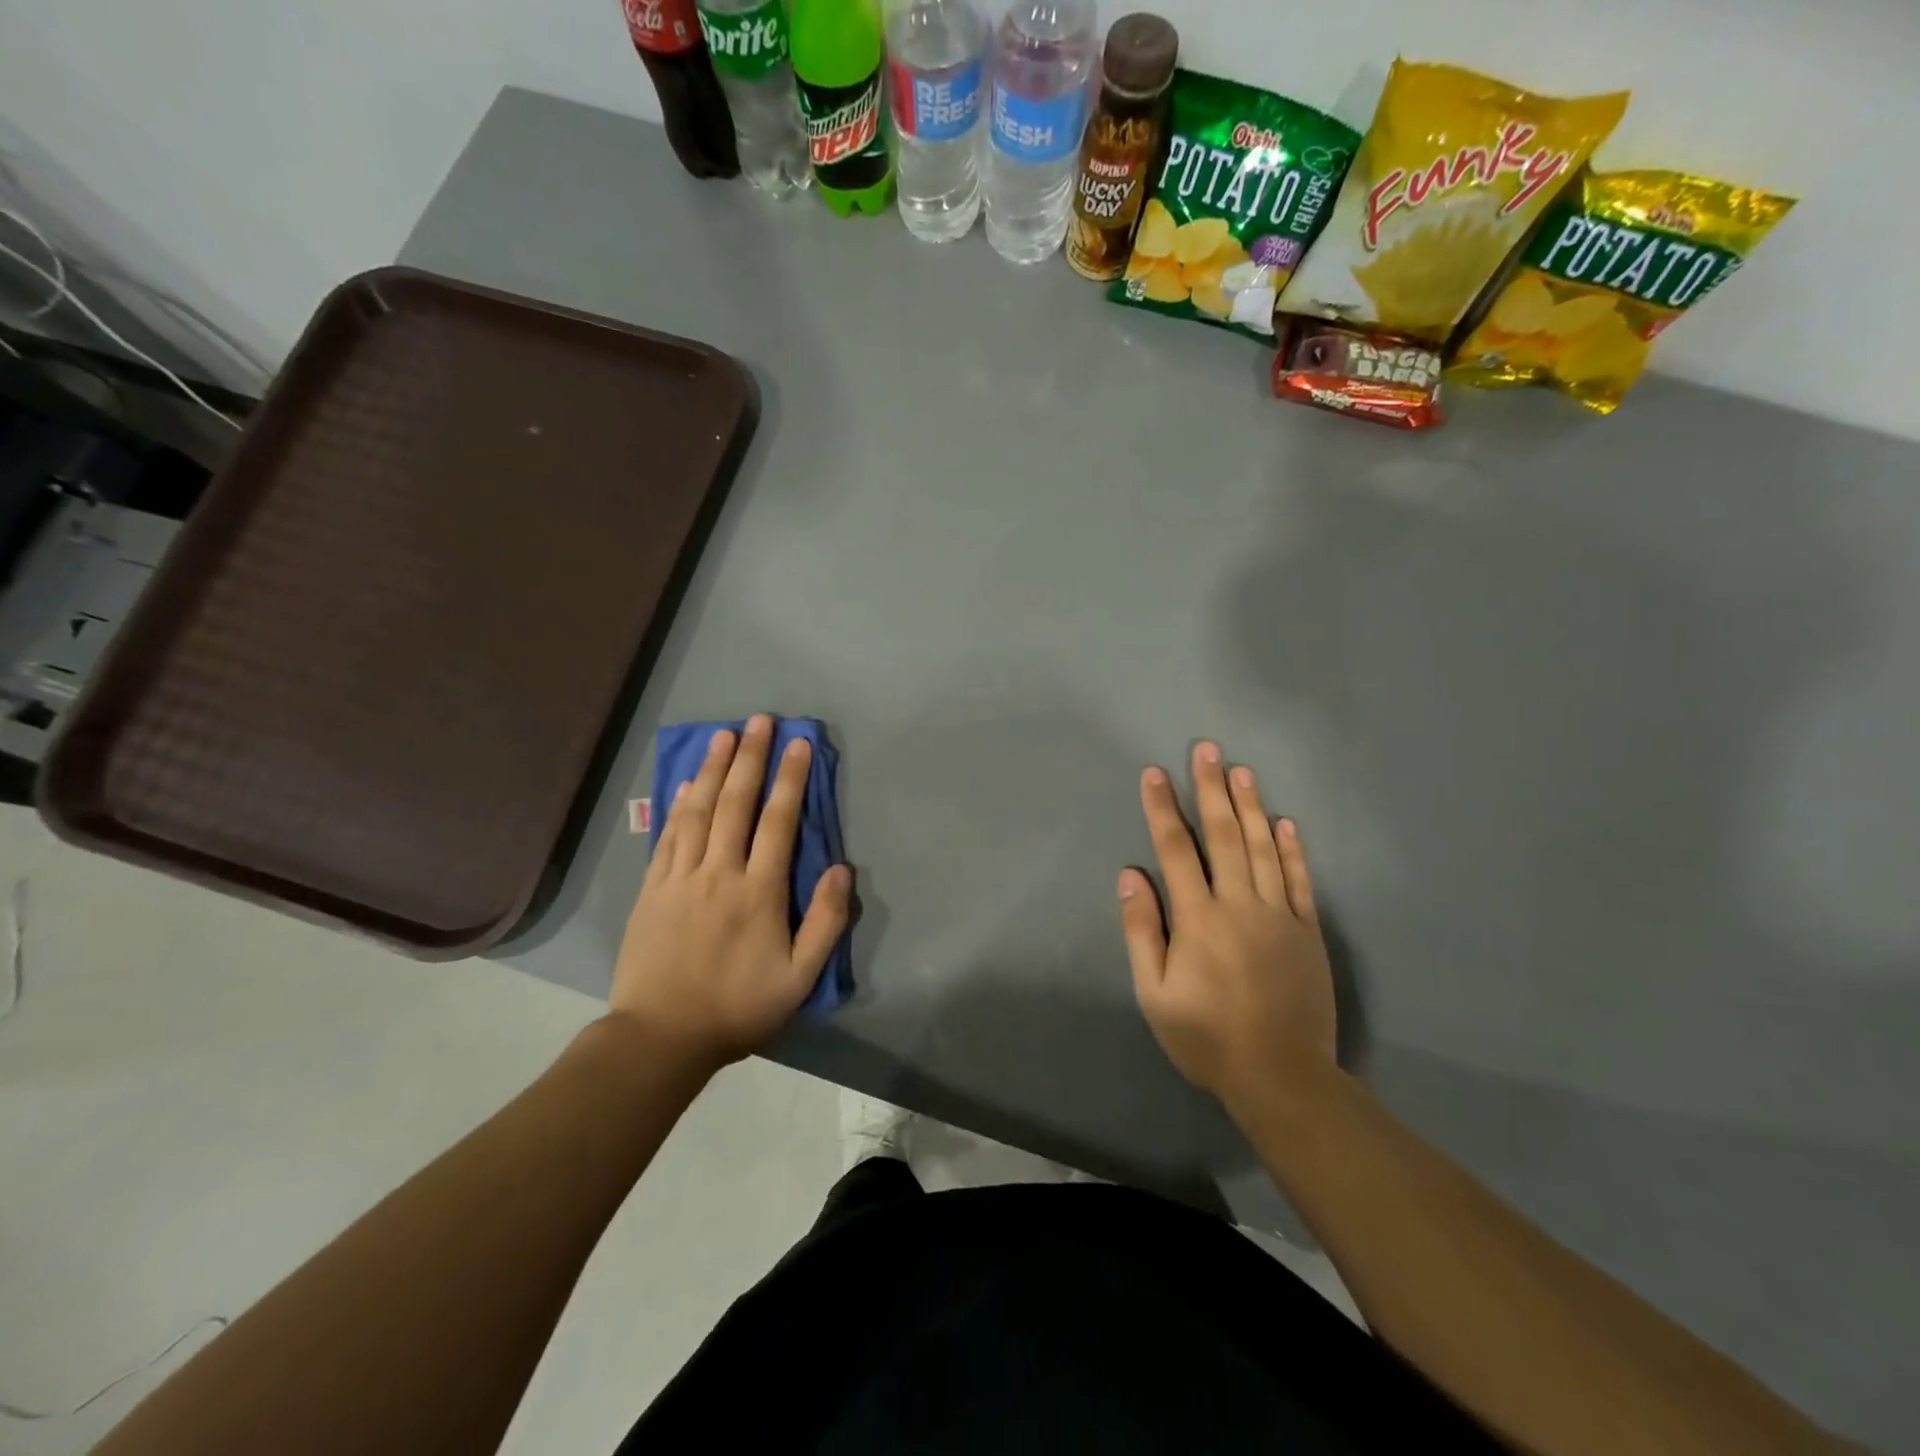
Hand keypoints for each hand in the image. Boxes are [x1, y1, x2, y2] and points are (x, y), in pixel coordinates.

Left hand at [610, 714, 851, 1070]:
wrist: (661, 1037)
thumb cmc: (738, 1008)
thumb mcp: (799, 978)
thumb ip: (825, 922)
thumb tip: (841, 870)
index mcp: (758, 891)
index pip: (779, 821)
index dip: (790, 779)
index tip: (799, 744)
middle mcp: (719, 872)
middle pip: (736, 803)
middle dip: (750, 757)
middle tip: (759, 720)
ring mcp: (680, 878)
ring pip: (698, 811)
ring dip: (712, 769)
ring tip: (722, 735)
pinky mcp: (652, 890)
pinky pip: (667, 836)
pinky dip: (678, 805)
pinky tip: (685, 784)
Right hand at [1119, 742, 1337, 1119]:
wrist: (1282, 1077)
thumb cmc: (1206, 1036)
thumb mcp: (1154, 992)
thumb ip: (1142, 930)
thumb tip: (1131, 875)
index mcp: (1198, 918)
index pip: (1176, 850)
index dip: (1163, 809)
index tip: (1154, 773)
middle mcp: (1239, 904)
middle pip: (1224, 835)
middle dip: (1211, 789)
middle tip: (1207, 749)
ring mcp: (1279, 915)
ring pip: (1263, 848)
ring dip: (1251, 806)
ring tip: (1241, 771)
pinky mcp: (1307, 931)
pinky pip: (1299, 880)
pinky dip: (1292, 849)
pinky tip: (1285, 823)